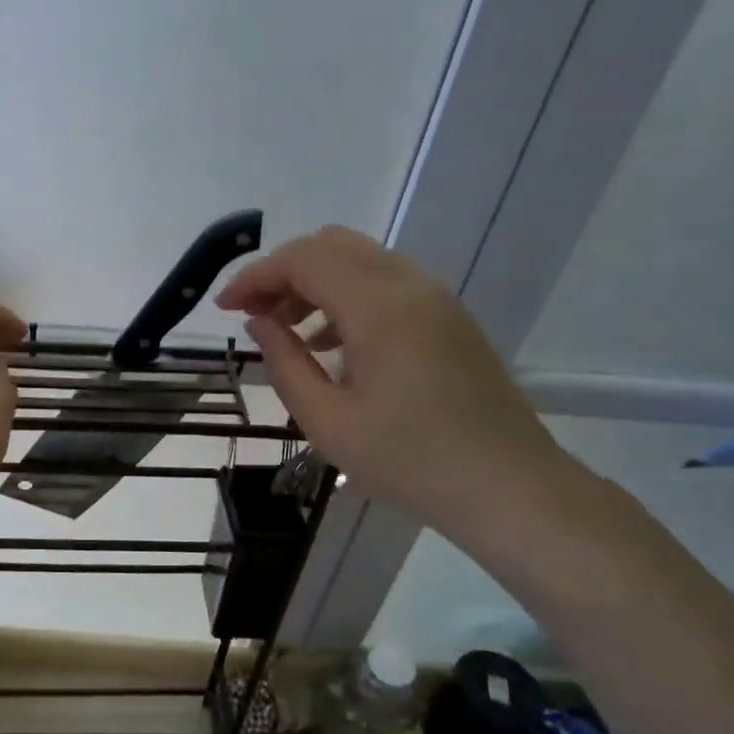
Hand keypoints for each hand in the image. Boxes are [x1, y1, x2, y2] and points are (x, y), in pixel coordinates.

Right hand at [216, 226, 560, 534]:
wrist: (509, 487)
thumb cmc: (409, 461)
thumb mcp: (327, 421)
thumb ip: (285, 362)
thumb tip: (260, 322)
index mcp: (379, 307)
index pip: (303, 259)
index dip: (255, 276)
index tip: (224, 308)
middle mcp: (410, 285)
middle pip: (331, 246)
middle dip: (282, 271)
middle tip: (252, 314)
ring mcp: (436, 298)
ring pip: (360, 261)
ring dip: (314, 282)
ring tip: (286, 331)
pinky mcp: (448, 317)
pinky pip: (386, 283)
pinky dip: (346, 296)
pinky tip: (330, 344)